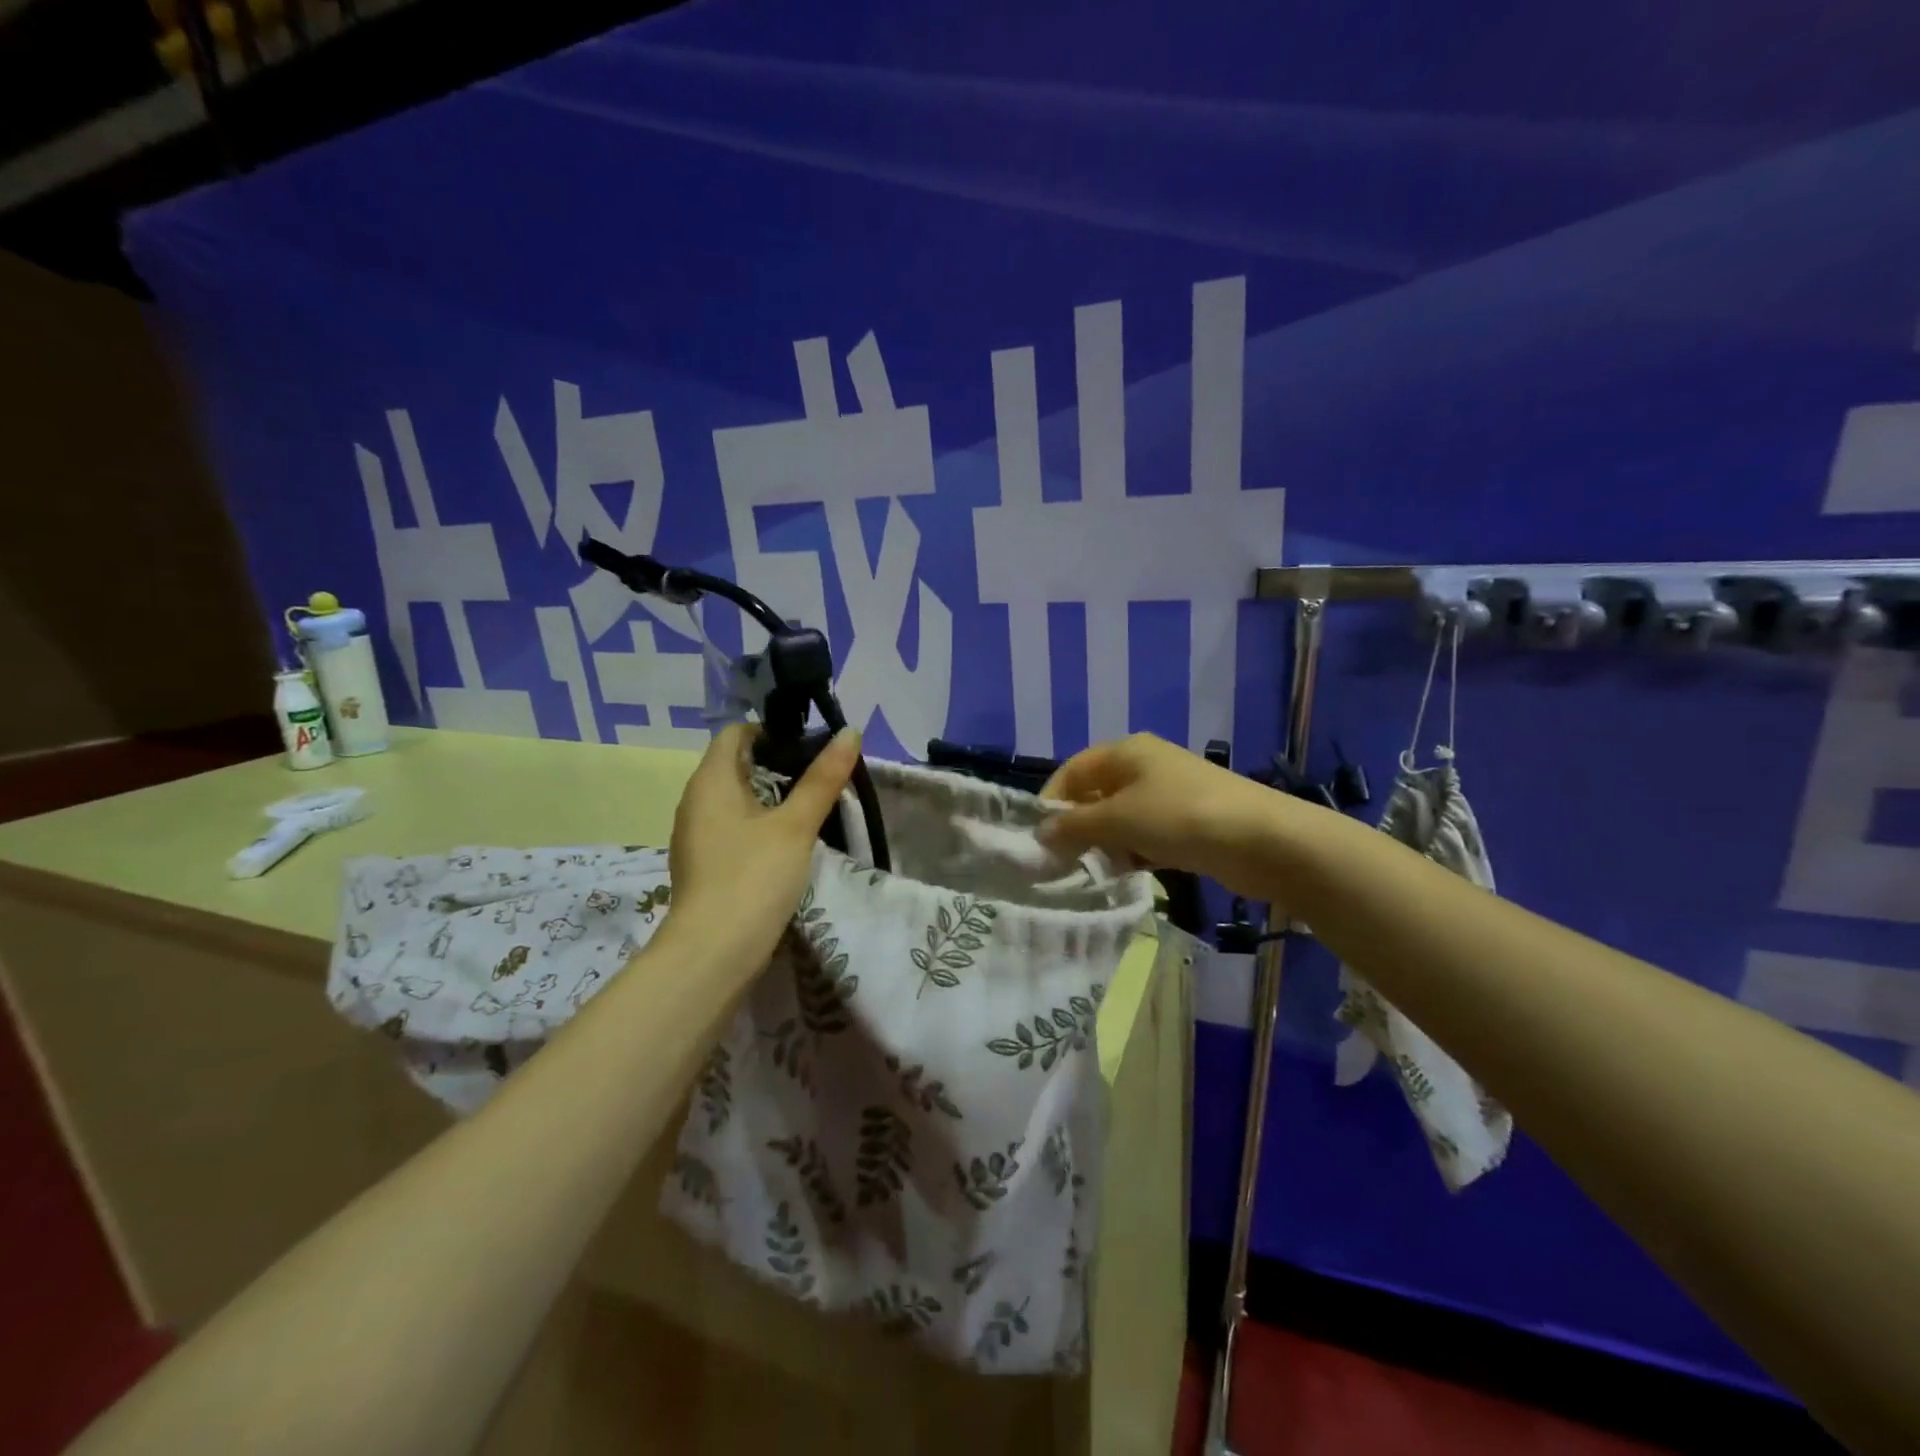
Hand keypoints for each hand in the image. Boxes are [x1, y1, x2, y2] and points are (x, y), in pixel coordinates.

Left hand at [659, 723, 861, 967]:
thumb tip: (850, 731)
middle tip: (820, 776)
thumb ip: (823, 778)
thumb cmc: (754, 877)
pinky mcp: (705, 865)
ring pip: (735, 800)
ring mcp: (696, 836)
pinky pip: (732, 829)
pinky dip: (759, 825)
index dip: (771, 731)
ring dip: (770, 798)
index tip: (809, 745)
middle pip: (736, 765)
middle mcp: (695, 802)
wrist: (714, 954)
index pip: (735, 733)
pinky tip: (787, 844)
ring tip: (810, 808)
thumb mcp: (796, 825)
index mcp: (710, 781)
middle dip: (777, 765)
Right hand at [1039, 732, 1294, 899]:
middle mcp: (1145, 766)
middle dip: (1079, 827)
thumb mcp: (1118, 820)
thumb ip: (1075, 826)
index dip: (1052, 801)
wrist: (1262, 840)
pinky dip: (1134, 853)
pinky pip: (1147, 836)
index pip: (1073, 771)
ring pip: (1121, 819)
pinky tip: (1130, 875)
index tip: (1040, 839)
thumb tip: (1041, 833)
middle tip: (1064, 861)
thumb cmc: (1179, 817)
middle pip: (1096, 795)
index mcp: (1125, 752)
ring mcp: (1169, 795)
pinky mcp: (1188, 823)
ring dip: (1107, 844)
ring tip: (1097, 871)